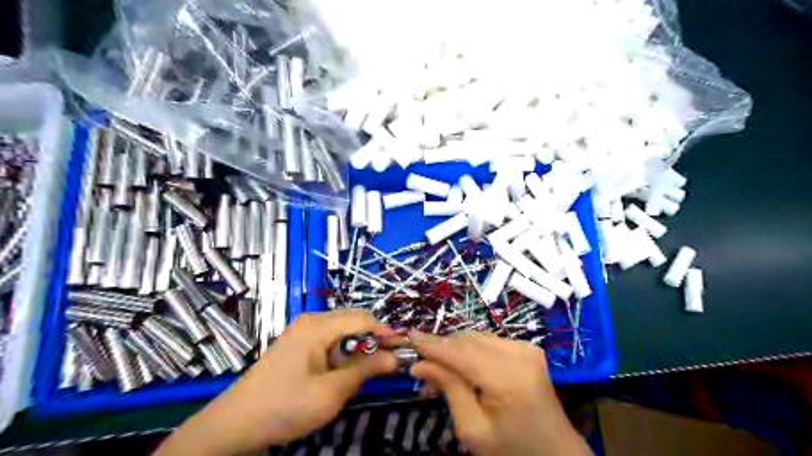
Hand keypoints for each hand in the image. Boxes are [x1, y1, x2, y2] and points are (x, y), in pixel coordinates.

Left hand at [157, 309, 397, 454]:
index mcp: (317, 326)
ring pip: (343, 330)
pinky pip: (331, 339)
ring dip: (359, 347)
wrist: (234, 424)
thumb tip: (395, 357)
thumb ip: (365, 371)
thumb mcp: (330, 393)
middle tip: (388, 362)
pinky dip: (344, 351)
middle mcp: (311, 320)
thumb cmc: (283, 407)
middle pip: (354, 320)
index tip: (404, 349)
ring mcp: (303, 330)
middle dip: (373, 339)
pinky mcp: (299, 343)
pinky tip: (343, 371)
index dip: (385, 332)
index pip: (362, 319)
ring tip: (365, 370)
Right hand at [414, 332, 591, 454]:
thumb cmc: (512, 450)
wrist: (556, 453)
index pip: (460, 353)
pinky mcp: (527, 347)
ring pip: (476, 337)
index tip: (407, 336)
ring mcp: (525, 347)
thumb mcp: (473, 429)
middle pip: (467, 340)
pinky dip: (470, 351)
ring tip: (439, 372)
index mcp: (508, 378)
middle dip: (441, 349)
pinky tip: (462, 368)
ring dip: (454, 350)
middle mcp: (519, 353)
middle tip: (421, 369)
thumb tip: (420, 364)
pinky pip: (488, 341)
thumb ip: (448, 389)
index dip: (432, 344)